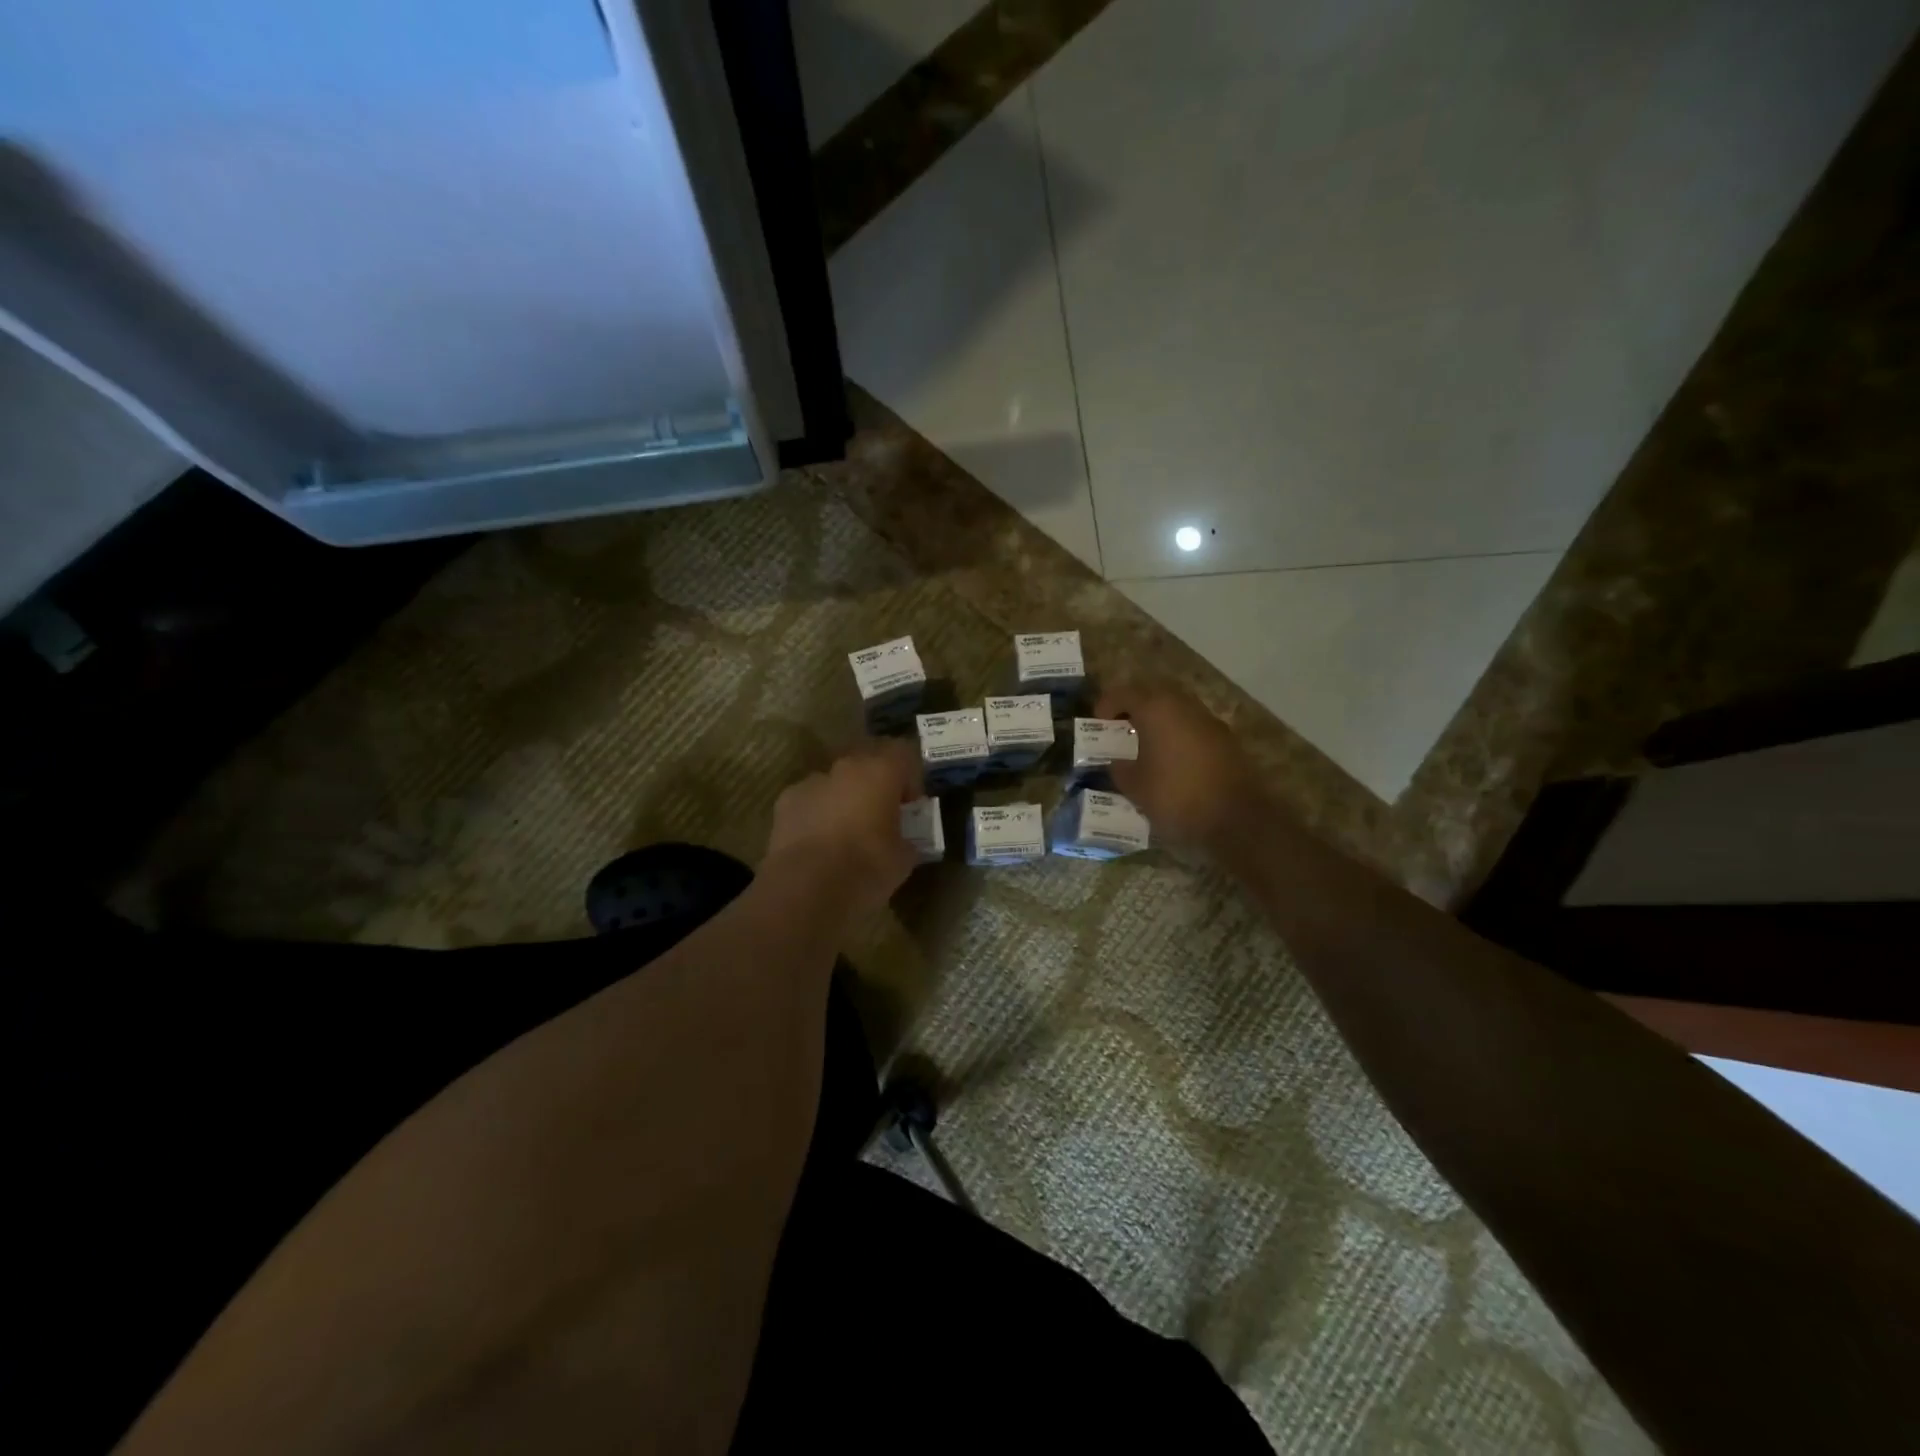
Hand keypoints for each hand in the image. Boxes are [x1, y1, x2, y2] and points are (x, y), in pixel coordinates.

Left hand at [765, 739, 921, 916]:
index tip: (910, 806)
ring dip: (845, 799)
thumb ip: (906, 840)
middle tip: (881, 817)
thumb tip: (904, 842)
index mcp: (881, 772)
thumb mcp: (903, 859)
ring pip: (836, 782)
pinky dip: (817, 814)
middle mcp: (846, 767)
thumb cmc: (865, 868)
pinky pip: (810, 800)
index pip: (903, 754)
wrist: (805, 889)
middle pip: (867, 764)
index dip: (910, 778)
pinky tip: (818, 843)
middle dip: (876, 786)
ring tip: (846, 833)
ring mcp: (811, 782)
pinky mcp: (785, 802)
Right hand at [1095, 683, 1259, 850]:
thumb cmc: (1176, 796)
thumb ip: (1120, 768)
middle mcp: (1184, 706)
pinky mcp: (1225, 739)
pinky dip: (1177, 734)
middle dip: (1134, 707)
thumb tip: (1117, 762)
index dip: (1107, 705)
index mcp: (1157, 710)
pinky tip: (1171, 759)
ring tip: (1144, 745)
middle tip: (1120, 728)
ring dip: (1158, 720)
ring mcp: (1209, 720)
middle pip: (1153, 693)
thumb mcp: (1135, 787)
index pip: (1125, 692)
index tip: (1098, 723)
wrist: (1236, 818)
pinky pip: (1193, 726)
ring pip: (1176, 708)